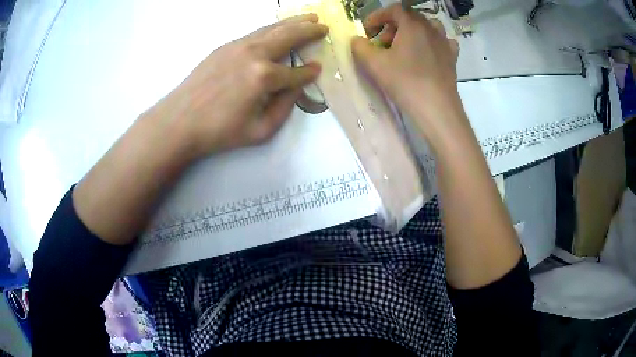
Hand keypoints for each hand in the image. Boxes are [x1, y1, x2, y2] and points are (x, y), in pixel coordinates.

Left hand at [151, 14, 327, 157]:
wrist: (179, 121)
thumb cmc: (219, 131)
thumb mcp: (260, 130)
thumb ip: (285, 107)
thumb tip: (296, 87)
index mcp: (264, 77)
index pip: (296, 72)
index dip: (309, 72)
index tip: (317, 69)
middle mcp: (254, 55)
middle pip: (289, 36)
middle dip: (310, 30)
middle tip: (323, 26)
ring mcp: (238, 46)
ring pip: (272, 28)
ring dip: (293, 22)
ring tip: (309, 17)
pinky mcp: (225, 46)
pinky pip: (255, 32)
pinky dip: (272, 28)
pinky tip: (277, 28)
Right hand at [351, 4, 459, 122]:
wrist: (437, 108)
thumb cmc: (405, 82)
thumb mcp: (374, 64)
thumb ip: (360, 47)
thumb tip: (357, 40)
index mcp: (412, 25)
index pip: (394, 9)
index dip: (378, 16)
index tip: (368, 31)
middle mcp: (431, 29)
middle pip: (410, 18)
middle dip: (392, 26)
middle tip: (382, 43)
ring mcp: (444, 43)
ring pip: (427, 27)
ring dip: (413, 32)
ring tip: (404, 47)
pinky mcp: (452, 58)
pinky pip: (442, 42)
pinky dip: (432, 43)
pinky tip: (427, 54)